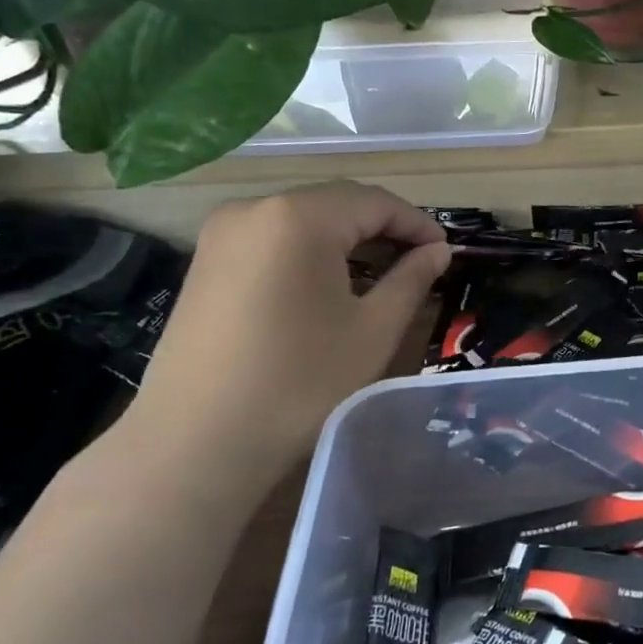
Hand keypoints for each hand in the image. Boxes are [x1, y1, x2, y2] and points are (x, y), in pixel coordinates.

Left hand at [124, 182, 450, 471]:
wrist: (196, 441)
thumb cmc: (299, 383)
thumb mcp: (372, 330)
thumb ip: (410, 279)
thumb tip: (437, 251)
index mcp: (299, 216)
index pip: (374, 202)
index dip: (416, 224)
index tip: (446, 251)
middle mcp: (254, 208)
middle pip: (336, 203)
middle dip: (382, 228)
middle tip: (419, 261)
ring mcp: (222, 233)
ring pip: (303, 219)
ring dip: (346, 239)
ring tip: (381, 273)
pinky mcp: (205, 261)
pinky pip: (272, 238)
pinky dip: (309, 251)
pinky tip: (329, 283)